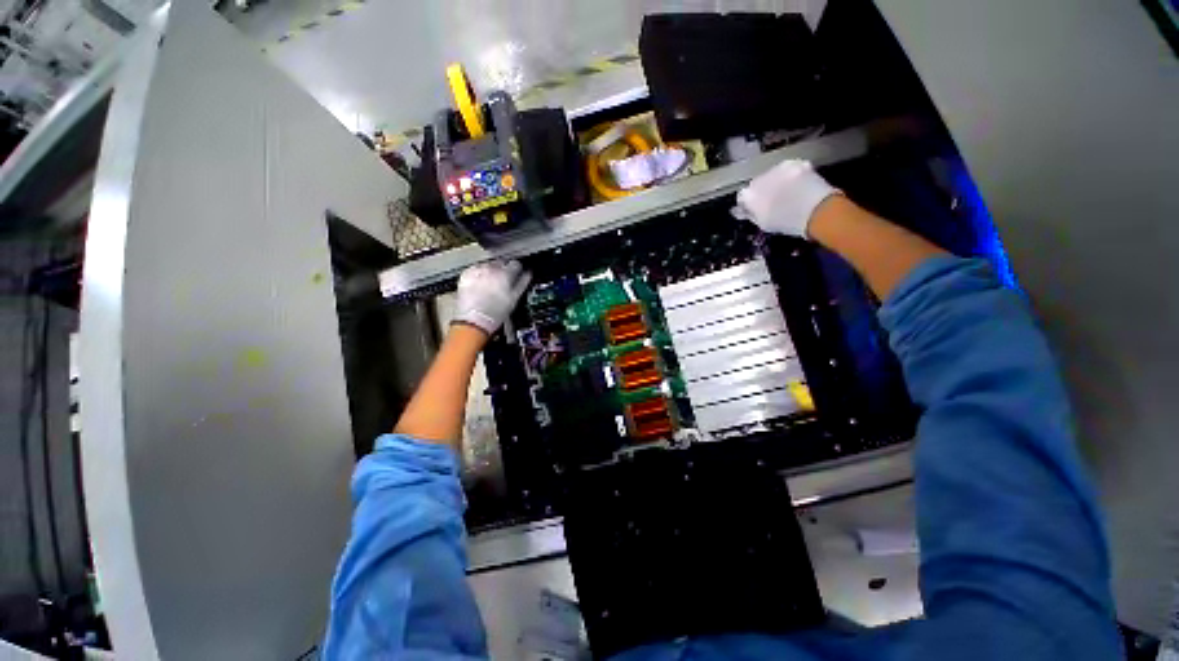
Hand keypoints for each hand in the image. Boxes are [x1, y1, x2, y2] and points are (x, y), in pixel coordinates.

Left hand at [453, 259, 531, 334]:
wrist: (474, 320)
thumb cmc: (495, 313)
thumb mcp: (514, 298)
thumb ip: (522, 283)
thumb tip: (527, 274)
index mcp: (505, 274)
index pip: (515, 264)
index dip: (517, 270)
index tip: (516, 274)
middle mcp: (491, 269)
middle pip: (501, 263)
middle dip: (503, 270)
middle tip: (503, 282)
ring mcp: (477, 271)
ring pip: (488, 265)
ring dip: (491, 272)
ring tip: (490, 285)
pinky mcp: (466, 275)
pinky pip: (475, 269)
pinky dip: (478, 274)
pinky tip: (480, 284)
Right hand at [732, 159, 842, 238]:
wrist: (817, 210)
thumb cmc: (786, 222)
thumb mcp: (763, 223)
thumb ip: (749, 214)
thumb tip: (738, 210)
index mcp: (749, 194)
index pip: (742, 197)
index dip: (748, 204)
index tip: (756, 210)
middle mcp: (759, 178)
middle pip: (756, 183)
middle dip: (762, 190)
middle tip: (773, 202)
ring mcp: (778, 168)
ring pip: (772, 175)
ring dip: (776, 181)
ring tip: (788, 193)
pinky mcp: (795, 162)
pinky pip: (788, 169)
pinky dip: (790, 175)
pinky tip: (798, 185)